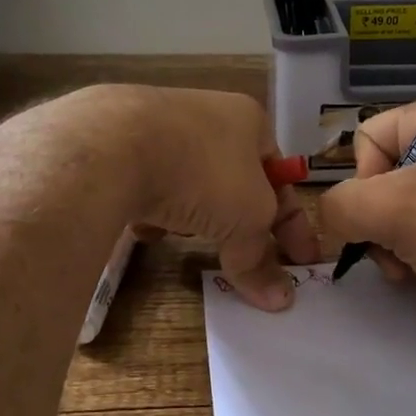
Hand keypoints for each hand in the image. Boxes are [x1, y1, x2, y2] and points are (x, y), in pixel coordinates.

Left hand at [1, 85, 316, 310]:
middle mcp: (207, 116)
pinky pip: (150, 184)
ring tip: (192, 239)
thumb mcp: (246, 217)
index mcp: (248, 120)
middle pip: (236, 180)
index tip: (303, 262)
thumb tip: (280, 300)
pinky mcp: (120, 145)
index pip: (281, 177)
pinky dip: (156, 209)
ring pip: (192, 182)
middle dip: (243, 221)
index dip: (294, 222)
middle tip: (248, 258)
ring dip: (198, 214)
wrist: (113, 144)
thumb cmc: (202, 171)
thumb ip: (261, 257)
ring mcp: (160, 126)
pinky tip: (148, 228)